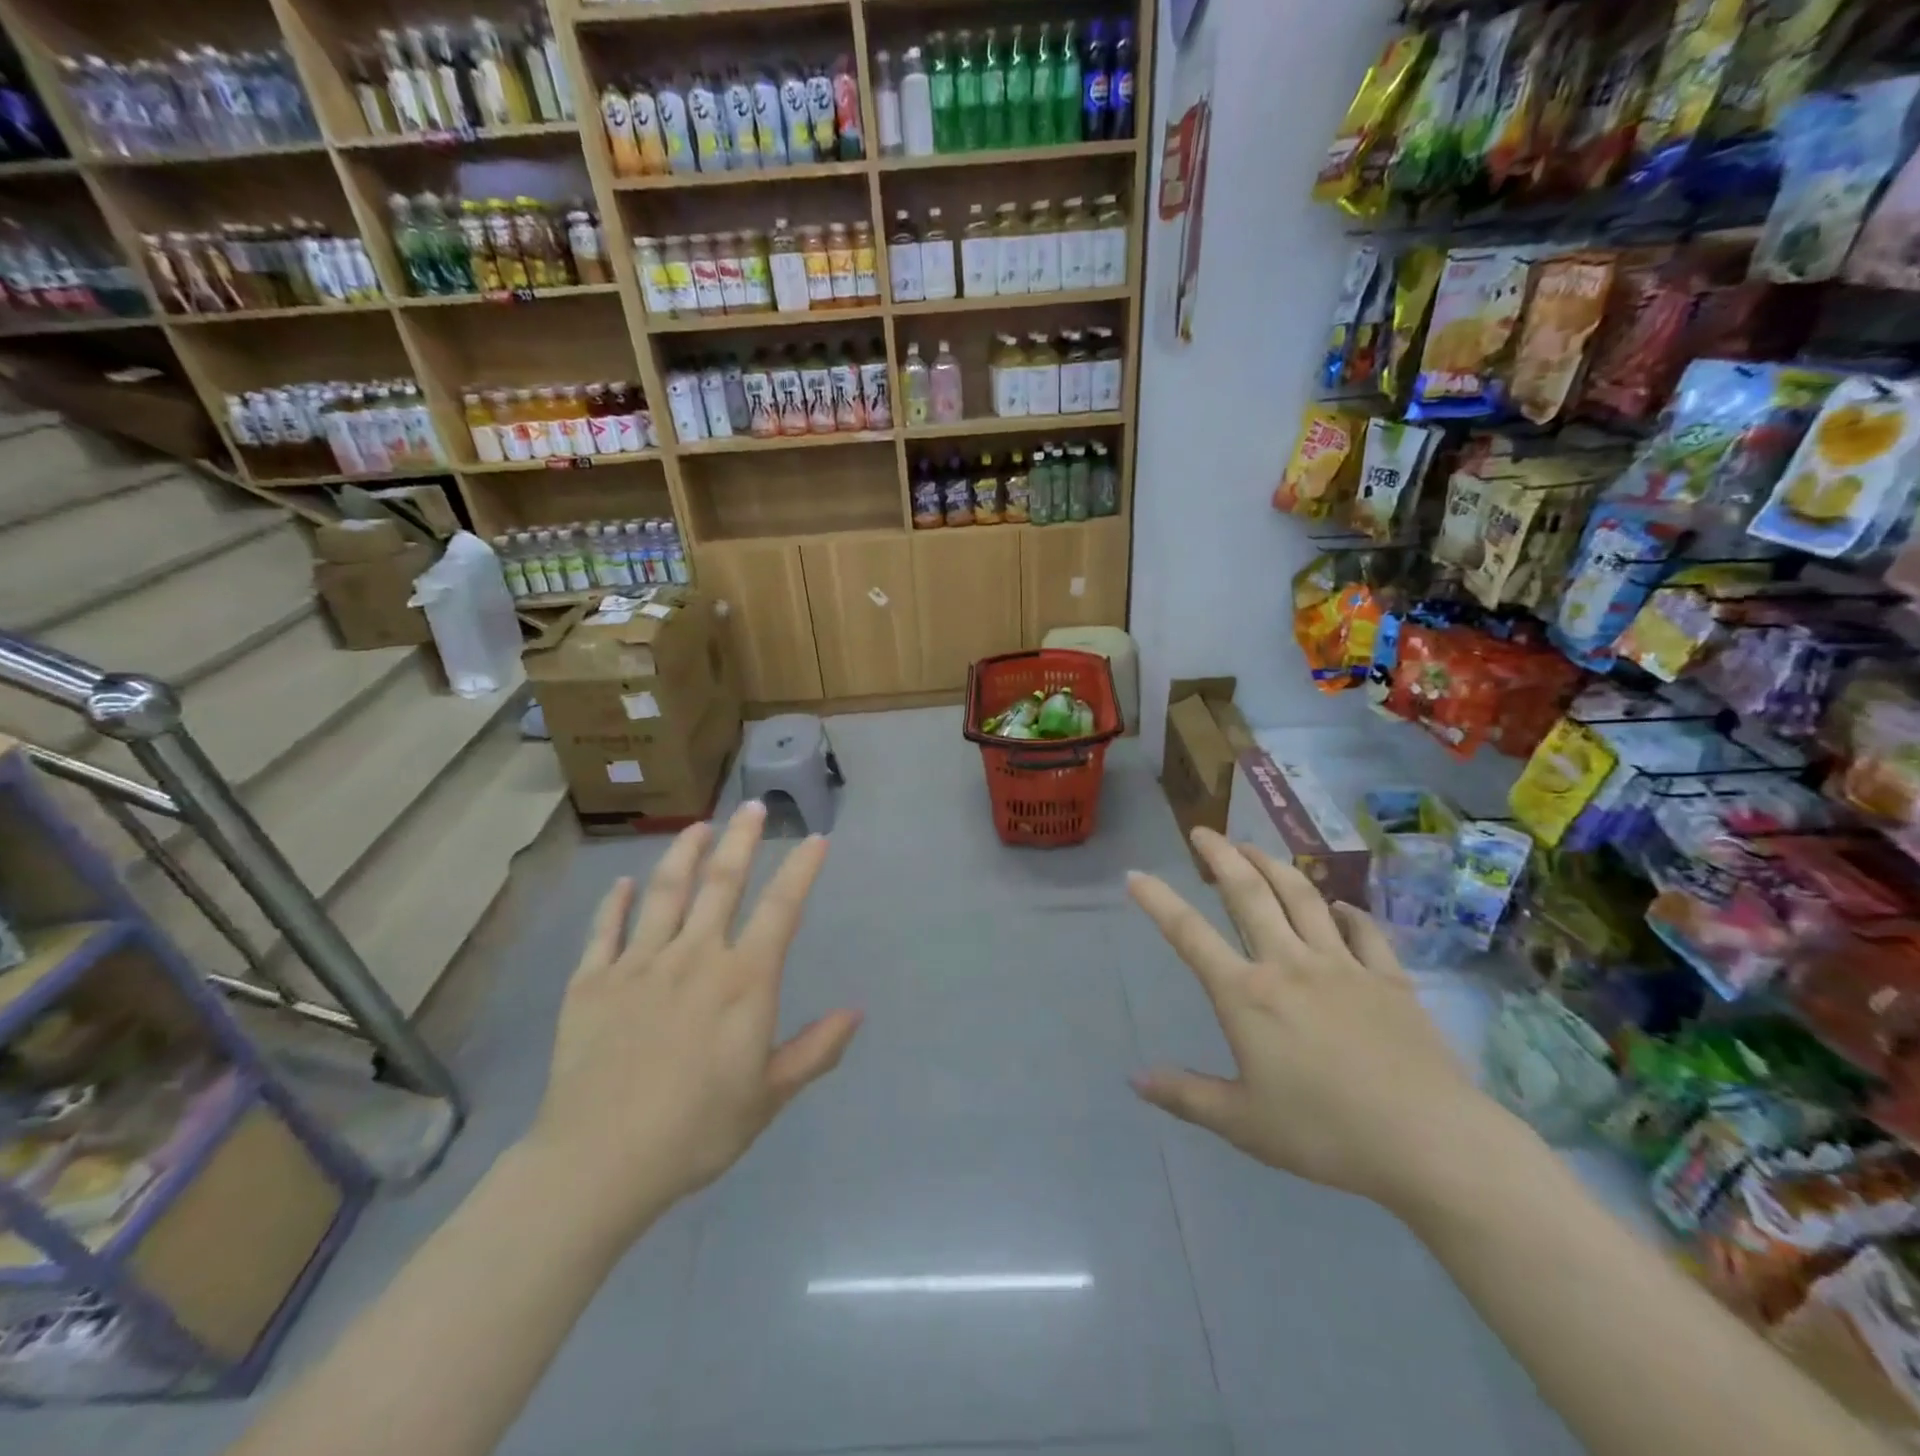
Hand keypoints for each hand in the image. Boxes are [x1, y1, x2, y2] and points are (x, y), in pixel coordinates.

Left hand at [522, 801, 861, 1236]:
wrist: (599, 1162)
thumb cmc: (697, 1130)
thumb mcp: (769, 1096)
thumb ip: (815, 1049)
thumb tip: (857, 1011)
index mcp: (742, 981)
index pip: (781, 909)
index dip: (801, 870)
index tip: (815, 839)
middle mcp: (694, 956)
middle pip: (721, 883)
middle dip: (741, 840)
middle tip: (752, 806)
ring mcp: (638, 964)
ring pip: (665, 893)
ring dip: (683, 854)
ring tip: (698, 825)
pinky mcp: (592, 982)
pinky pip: (605, 930)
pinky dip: (615, 903)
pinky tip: (622, 883)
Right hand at [1127, 828, 1496, 1211]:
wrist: (1431, 1142)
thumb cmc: (1325, 1133)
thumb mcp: (1242, 1123)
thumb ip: (1185, 1095)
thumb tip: (1135, 1079)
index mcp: (1247, 995)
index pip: (1190, 934)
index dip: (1158, 901)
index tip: (1135, 875)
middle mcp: (1289, 964)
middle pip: (1249, 894)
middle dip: (1221, 856)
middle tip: (1203, 832)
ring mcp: (1343, 966)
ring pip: (1302, 898)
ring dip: (1274, 866)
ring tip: (1254, 847)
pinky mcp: (1389, 979)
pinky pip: (1363, 931)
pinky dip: (1346, 911)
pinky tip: (1338, 905)